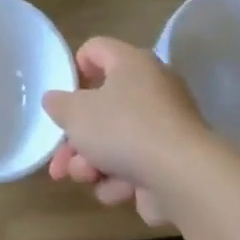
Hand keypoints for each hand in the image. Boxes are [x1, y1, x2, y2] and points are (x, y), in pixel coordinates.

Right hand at [42, 37, 207, 225]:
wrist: (182, 177)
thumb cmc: (123, 129)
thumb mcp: (75, 113)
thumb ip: (59, 104)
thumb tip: (56, 100)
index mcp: (132, 64)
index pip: (96, 49)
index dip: (74, 69)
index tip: (63, 97)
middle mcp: (153, 88)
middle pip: (102, 107)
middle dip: (75, 140)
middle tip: (60, 163)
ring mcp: (165, 127)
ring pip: (115, 142)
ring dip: (93, 163)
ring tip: (87, 178)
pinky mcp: (172, 160)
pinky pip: (137, 165)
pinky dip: (122, 179)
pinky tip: (117, 191)